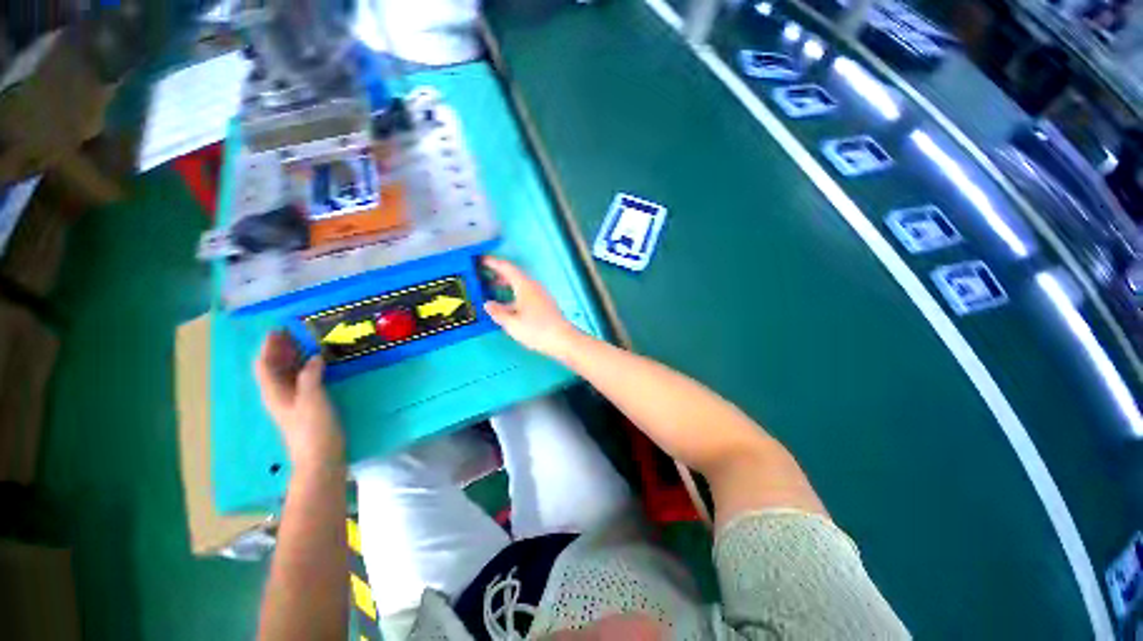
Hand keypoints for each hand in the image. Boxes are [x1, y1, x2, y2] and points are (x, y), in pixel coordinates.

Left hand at [254, 332, 343, 471]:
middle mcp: (278, 394)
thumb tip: (314, 357)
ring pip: (286, 374)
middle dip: (279, 349)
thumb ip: (310, 375)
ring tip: (304, 343)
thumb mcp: (312, 398)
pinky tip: (316, 364)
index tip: (278, 330)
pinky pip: (300, 380)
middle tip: (292, 333)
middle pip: (273, 367)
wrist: (320, 456)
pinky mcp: (305, 406)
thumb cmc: (313, 427)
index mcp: (274, 392)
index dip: (269, 347)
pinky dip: (304, 368)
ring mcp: (291, 401)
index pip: (265, 364)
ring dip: (292, 357)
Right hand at [482, 256, 581, 358]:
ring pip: (520, 285)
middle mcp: (533, 286)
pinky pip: (525, 293)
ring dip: (506, 285)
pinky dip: (513, 294)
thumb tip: (488, 305)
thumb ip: (498, 313)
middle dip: (498, 274)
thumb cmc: (537, 329)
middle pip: (514, 275)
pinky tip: (508, 305)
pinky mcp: (544, 304)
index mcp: (525, 285)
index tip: (481, 260)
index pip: (507, 268)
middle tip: (484, 275)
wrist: (562, 339)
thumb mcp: (512, 323)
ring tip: (492, 289)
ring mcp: (540, 295)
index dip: (493, 263)